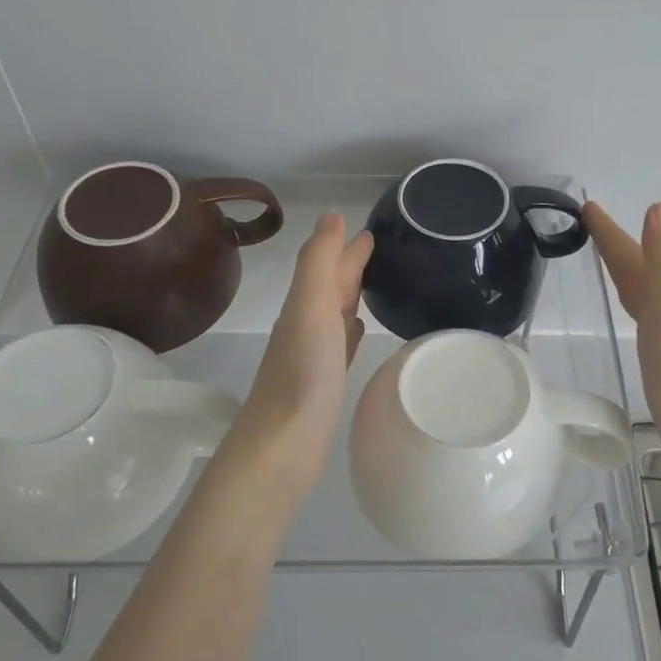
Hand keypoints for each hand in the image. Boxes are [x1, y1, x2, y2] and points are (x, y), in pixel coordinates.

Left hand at [219, 213, 373, 495]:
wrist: (282, 445)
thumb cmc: (302, 373)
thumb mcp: (310, 307)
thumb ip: (319, 261)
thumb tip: (332, 215)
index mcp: (304, 304)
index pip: (328, 265)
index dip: (346, 247)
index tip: (371, 230)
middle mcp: (306, 325)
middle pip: (331, 287)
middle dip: (350, 266)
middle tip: (378, 250)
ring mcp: (313, 356)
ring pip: (335, 314)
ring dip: (351, 297)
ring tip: (373, 284)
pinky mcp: (323, 384)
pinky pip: (340, 346)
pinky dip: (350, 333)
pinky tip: (359, 331)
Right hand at [584, 201, 660, 458]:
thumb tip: (660, 205)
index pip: (632, 252)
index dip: (610, 230)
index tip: (587, 205)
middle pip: (636, 267)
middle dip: (614, 244)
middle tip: (588, 223)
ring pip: (638, 289)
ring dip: (623, 270)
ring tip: (604, 259)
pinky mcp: (659, 358)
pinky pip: (639, 315)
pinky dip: (629, 302)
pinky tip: (629, 311)